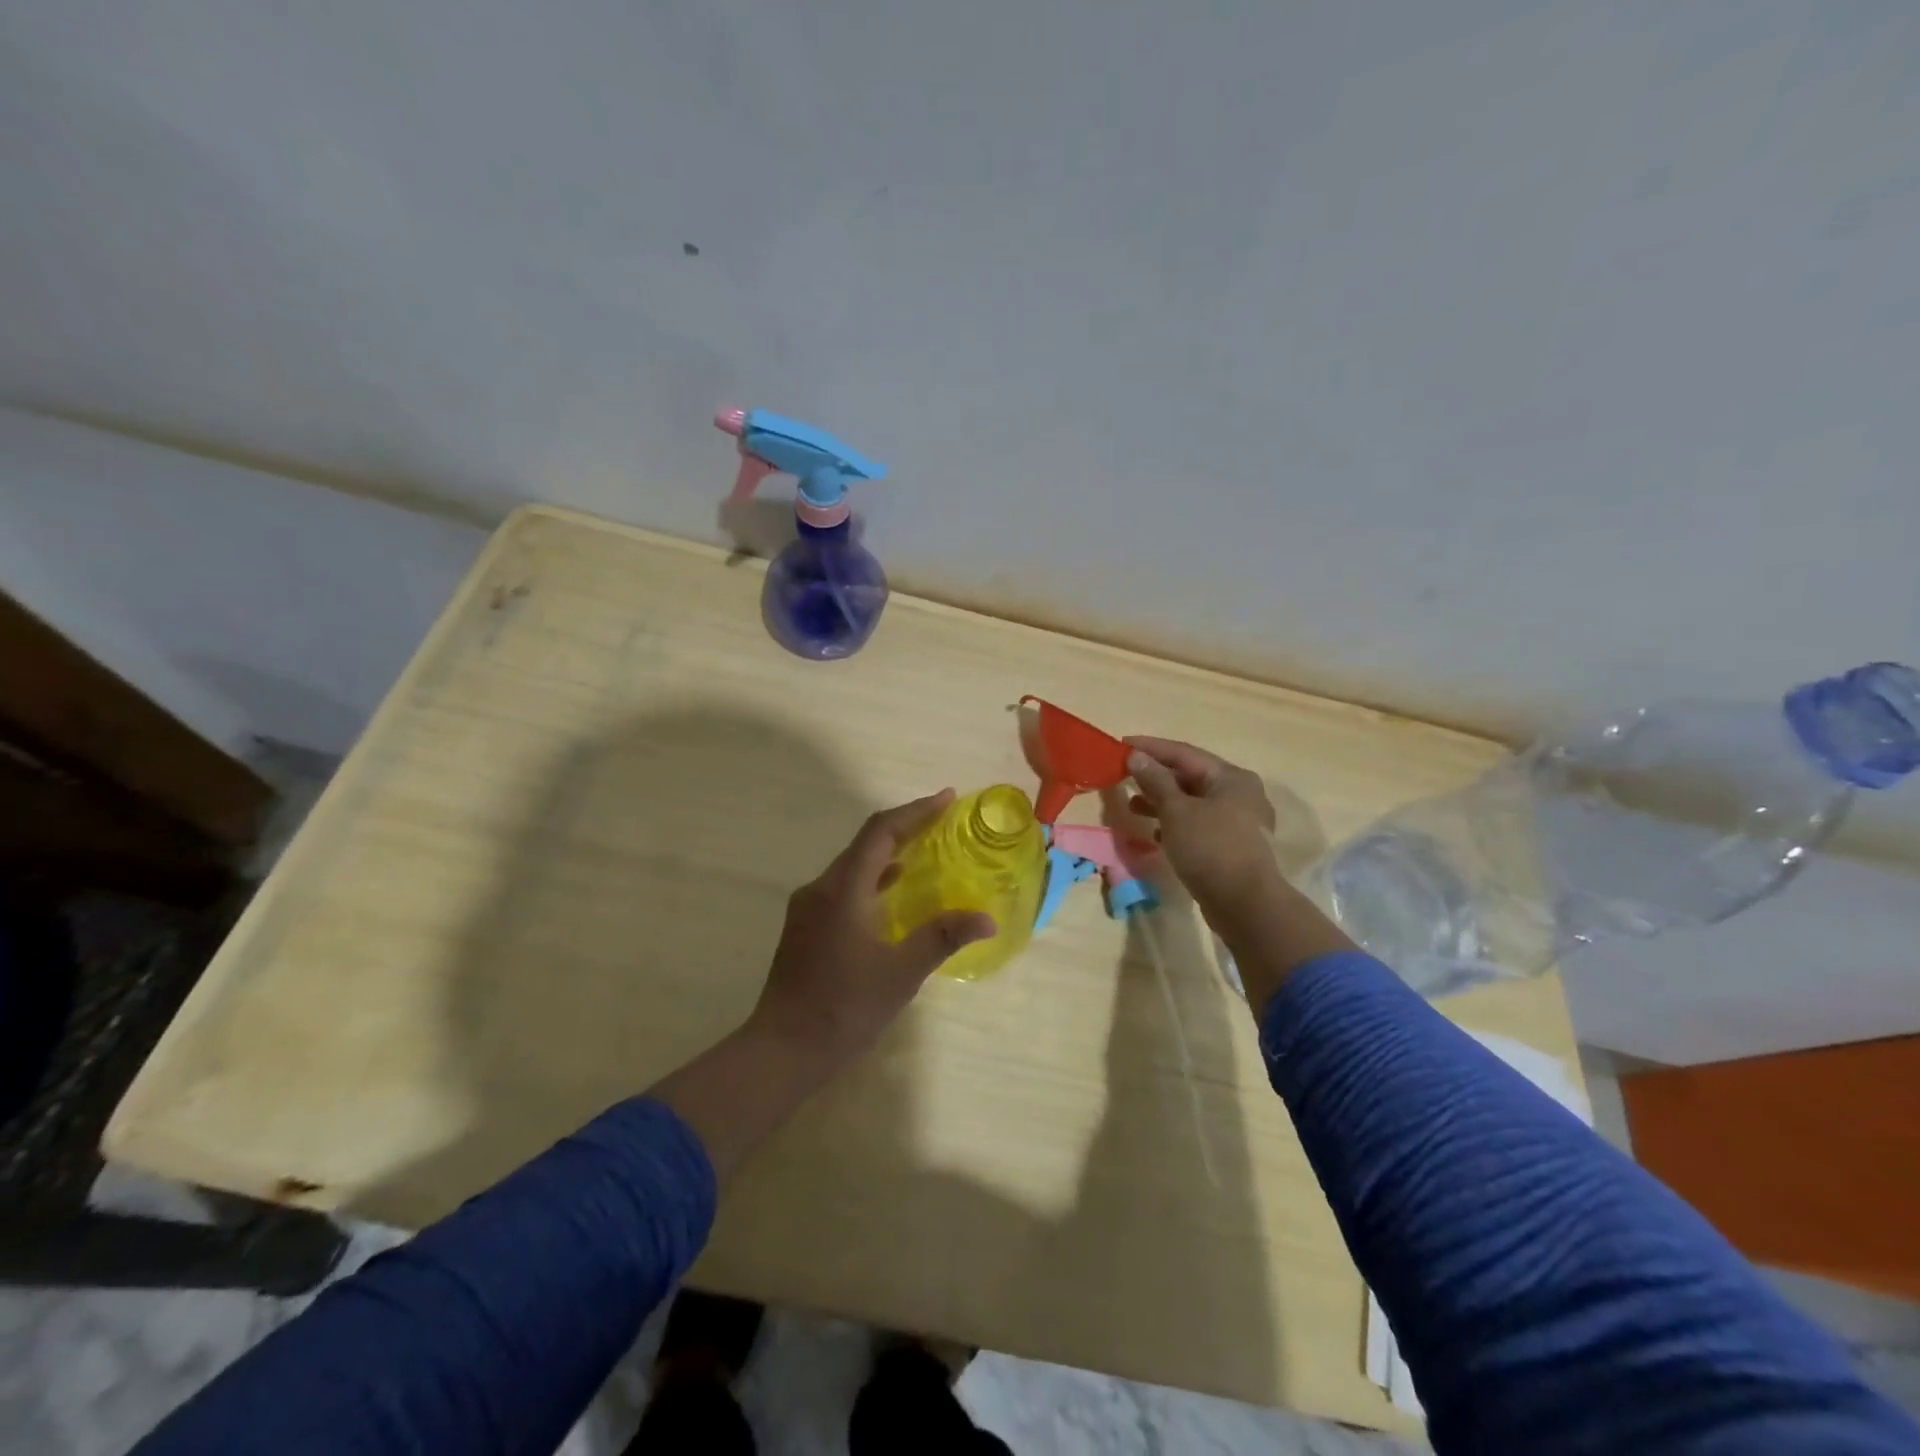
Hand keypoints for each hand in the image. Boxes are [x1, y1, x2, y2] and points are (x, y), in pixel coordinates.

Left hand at [747, 790, 995, 1073]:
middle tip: (943, 820)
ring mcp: (808, 907)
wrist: (783, 1048)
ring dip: (888, 852)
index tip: (947, 799)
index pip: (880, 832)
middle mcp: (821, 888)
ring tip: (925, 849)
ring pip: (853, 865)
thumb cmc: (844, 1008)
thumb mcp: (901, 974)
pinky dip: (872, 878)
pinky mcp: (805, 926)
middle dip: (905, 827)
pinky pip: (844, 885)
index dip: (915, 812)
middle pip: (866, 842)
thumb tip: (987, 918)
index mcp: (843, 889)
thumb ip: (942, 938)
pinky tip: (891, 892)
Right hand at [1125, 737, 1279, 914]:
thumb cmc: (1210, 848)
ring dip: (1163, 802)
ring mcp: (1239, 821)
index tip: (1121, 744)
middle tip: (1124, 775)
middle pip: (1190, 776)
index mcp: (1231, 777)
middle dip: (1156, 776)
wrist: (1245, 904)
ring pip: (1194, 802)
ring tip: (1133, 805)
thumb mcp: (1176, 811)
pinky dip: (1176, 824)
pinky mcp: (1232, 845)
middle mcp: (1240, 793)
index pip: (1184, 753)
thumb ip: (1155, 781)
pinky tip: (1156, 833)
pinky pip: (1199, 824)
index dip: (1151, 748)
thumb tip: (1136, 756)